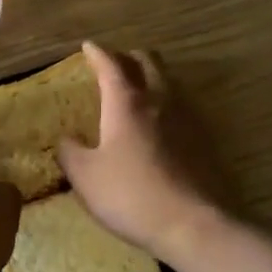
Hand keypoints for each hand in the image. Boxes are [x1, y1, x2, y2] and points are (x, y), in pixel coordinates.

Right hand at [58, 42, 227, 262]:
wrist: (192, 224)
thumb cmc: (130, 195)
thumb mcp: (85, 177)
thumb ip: (70, 152)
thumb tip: (67, 139)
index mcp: (126, 103)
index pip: (111, 65)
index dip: (97, 54)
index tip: (88, 47)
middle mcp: (160, 100)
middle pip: (148, 61)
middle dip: (128, 57)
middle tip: (114, 65)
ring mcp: (187, 117)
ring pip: (168, 81)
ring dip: (151, 77)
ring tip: (136, 91)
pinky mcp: (204, 139)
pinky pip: (181, 106)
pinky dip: (165, 103)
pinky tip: (158, 124)